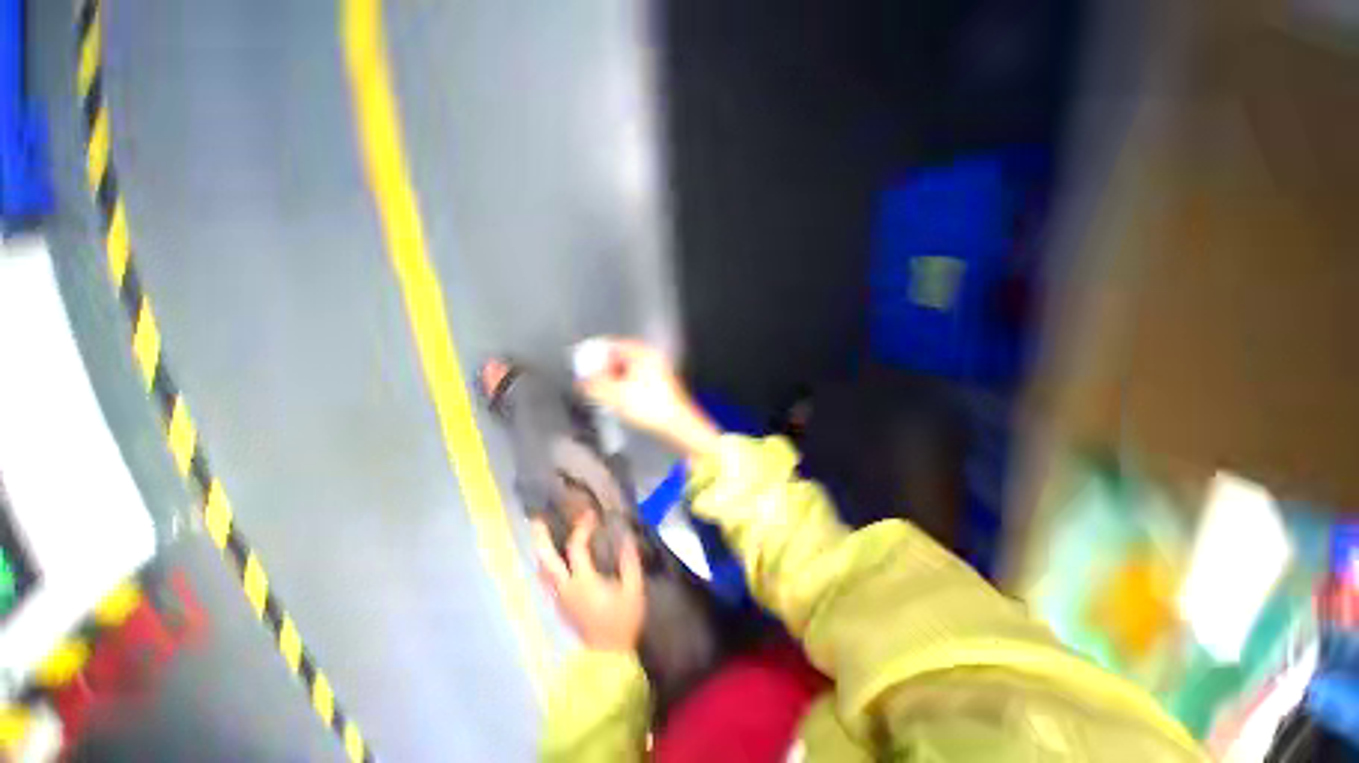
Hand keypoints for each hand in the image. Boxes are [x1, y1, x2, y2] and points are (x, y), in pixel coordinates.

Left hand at [532, 514, 644, 652]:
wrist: (611, 656)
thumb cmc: (624, 620)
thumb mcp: (633, 589)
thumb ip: (629, 562)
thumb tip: (625, 537)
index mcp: (583, 582)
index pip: (576, 548)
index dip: (582, 527)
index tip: (590, 513)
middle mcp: (566, 589)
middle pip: (546, 561)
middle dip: (540, 538)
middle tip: (537, 518)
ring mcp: (560, 599)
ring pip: (543, 572)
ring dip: (541, 551)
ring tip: (542, 533)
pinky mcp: (561, 607)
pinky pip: (548, 581)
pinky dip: (548, 564)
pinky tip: (554, 558)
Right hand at [575, 337, 720, 457]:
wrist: (677, 425)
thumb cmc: (648, 406)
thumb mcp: (614, 394)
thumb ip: (593, 384)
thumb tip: (581, 380)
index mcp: (641, 352)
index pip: (610, 345)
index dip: (592, 355)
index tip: (580, 368)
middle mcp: (650, 357)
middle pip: (618, 357)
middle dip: (601, 369)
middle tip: (588, 382)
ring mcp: (656, 370)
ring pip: (626, 370)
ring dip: (611, 379)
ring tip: (600, 393)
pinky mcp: (658, 385)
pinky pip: (634, 379)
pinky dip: (622, 386)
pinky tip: (616, 400)